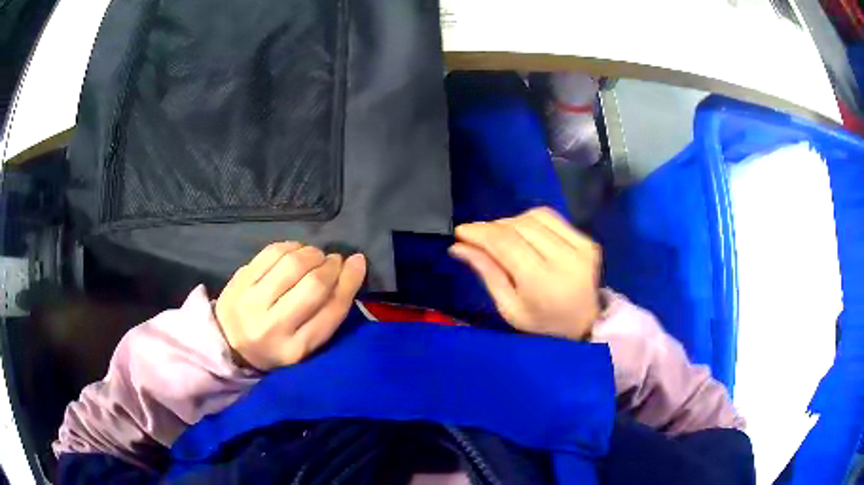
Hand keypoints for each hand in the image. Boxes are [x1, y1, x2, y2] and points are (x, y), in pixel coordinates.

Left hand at [215, 242, 366, 370]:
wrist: (227, 344)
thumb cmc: (274, 346)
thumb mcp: (305, 344)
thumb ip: (328, 313)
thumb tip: (352, 266)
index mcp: (296, 349)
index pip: (332, 310)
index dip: (350, 281)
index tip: (357, 263)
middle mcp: (273, 327)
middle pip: (313, 285)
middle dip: (330, 266)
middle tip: (333, 261)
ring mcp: (252, 303)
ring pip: (292, 264)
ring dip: (311, 253)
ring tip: (314, 256)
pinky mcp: (239, 282)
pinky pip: (271, 252)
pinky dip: (290, 246)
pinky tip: (295, 251)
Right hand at [449, 207, 600, 340]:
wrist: (584, 324)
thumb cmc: (541, 323)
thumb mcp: (509, 308)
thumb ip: (487, 273)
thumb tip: (459, 246)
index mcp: (542, 282)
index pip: (505, 243)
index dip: (480, 233)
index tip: (461, 231)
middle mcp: (564, 259)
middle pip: (518, 226)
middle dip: (492, 227)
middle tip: (477, 237)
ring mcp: (580, 247)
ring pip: (534, 217)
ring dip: (511, 222)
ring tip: (501, 237)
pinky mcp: (587, 241)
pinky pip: (552, 217)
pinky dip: (531, 220)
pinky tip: (524, 233)